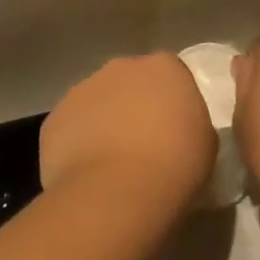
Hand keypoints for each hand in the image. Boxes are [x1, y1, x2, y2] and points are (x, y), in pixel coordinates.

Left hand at [42, 54, 218, 208]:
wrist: (116, 191)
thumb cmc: (174, 165)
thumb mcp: (205, 143)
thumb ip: (190, 122)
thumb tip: (176, 126)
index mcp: (163, 68)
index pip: (170, 72)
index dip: (171, 99)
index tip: (175, 126)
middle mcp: (120, 68)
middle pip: (129, 81)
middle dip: (134, 103)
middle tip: (144, 142)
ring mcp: (81, 89)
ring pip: (96, 101)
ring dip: (104, 121)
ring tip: (112, 162)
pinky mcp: (54, 117)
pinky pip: (72, 126)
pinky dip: (78, 142)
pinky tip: (88, 171)